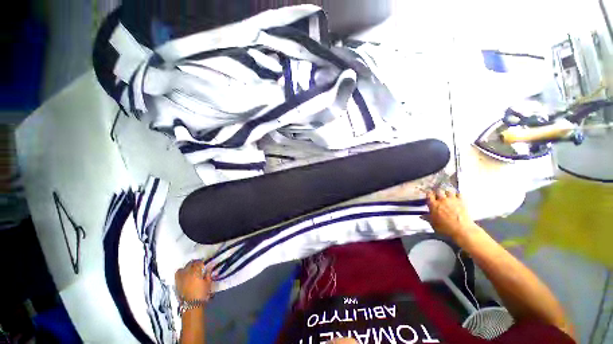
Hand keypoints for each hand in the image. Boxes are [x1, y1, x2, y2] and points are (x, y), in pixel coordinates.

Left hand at [175, 260, 213, 300]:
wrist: (192, 305)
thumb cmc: (202, 293)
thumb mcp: (208, 282)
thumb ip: (208, 274)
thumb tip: (209, 267)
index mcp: (196, 272)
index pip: (198, 262)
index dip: (201, 262)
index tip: (203, 264)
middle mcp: (187, 273)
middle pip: (190, 264)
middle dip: (194, 264)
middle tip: (198, 266)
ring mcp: (180, 278)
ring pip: (182, 268)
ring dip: (186, 268)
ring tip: (190, 270)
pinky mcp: (176, 284)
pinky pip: (177, 275)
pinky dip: (181, 273)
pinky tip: (184, 276)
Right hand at [426, 190, 480, 240]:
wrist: (462, 230)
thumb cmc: (446, 228)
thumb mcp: (433, 224)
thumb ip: (428, 218)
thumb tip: (422, 216)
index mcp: (433, 205)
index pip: (429, 194)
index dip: (429, 194)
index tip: (429, 195)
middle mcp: (442, 200)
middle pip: (438, 190)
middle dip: (438, 192)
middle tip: (438, 195)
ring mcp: (452, 200)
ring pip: (448, 191)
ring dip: (447, 192)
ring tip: (447, 195)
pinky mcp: (461, 202)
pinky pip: (459, 194)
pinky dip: (457, 194)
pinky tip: (457, 197)